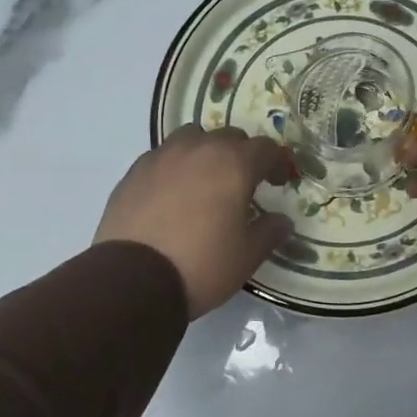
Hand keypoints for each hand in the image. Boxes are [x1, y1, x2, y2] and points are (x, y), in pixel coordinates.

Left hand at [95, 125, 293, 317]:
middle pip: (229, 136)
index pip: (265, 148)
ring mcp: (162, 157)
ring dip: (205, 152)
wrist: (134, 280)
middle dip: (241, 155)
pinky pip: (162, 157)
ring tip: (204, 181)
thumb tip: (282, 220)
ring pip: (191, 138)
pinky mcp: (134, 172)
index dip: (277, 163)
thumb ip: (270, 232)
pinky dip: (175, 167)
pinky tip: (172, 194)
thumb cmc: (202, 265)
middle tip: (243, 183)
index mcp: (233, 164)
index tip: (278, 183)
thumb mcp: (247, 255)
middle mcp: (198, 149)